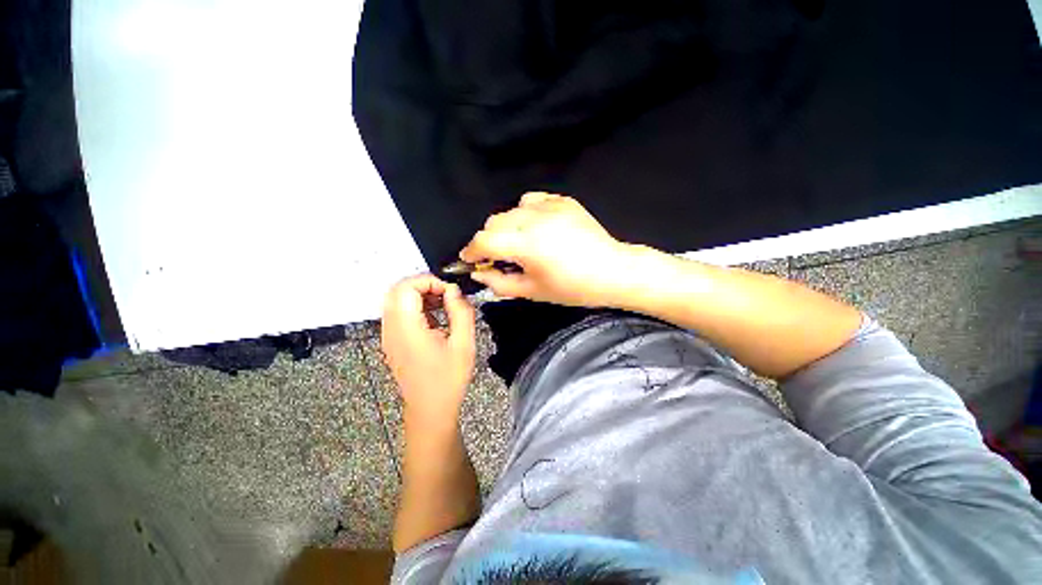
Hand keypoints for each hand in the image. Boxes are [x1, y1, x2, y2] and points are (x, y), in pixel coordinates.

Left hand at [381, 275, 475, 428]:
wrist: (430, 409)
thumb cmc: (449, 379)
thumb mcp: (464, 344)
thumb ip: (461, 311)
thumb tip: (453, 290)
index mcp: (407, 329)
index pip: (406, 287)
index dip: (428, 281)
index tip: (450, 292)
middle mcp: (391, 329)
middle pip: (397, 290)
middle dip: (424, 285)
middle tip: (447, 296)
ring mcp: (388, 335)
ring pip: (396, 300)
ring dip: (420, 295)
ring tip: (444, 306)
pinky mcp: (392, 341)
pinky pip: (398, 313)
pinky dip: (415, 307)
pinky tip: (435, 319)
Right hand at [460, 193, 634, 306]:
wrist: (612, 271)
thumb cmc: (573, 288)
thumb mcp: (533, 292)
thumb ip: (500, 283)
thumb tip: (479, 273)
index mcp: (526, 244)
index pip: (484, 240)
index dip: (472, 251)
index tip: (471, 260)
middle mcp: (534, 219)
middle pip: (493, 222)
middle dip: (488, 240)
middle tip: (498, 257)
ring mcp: (550, 206)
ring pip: (510, 210)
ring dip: (506, 227)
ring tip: (519, 242)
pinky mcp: (562, 201)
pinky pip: (532, 200)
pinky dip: (525, 213)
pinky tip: (536, 227)